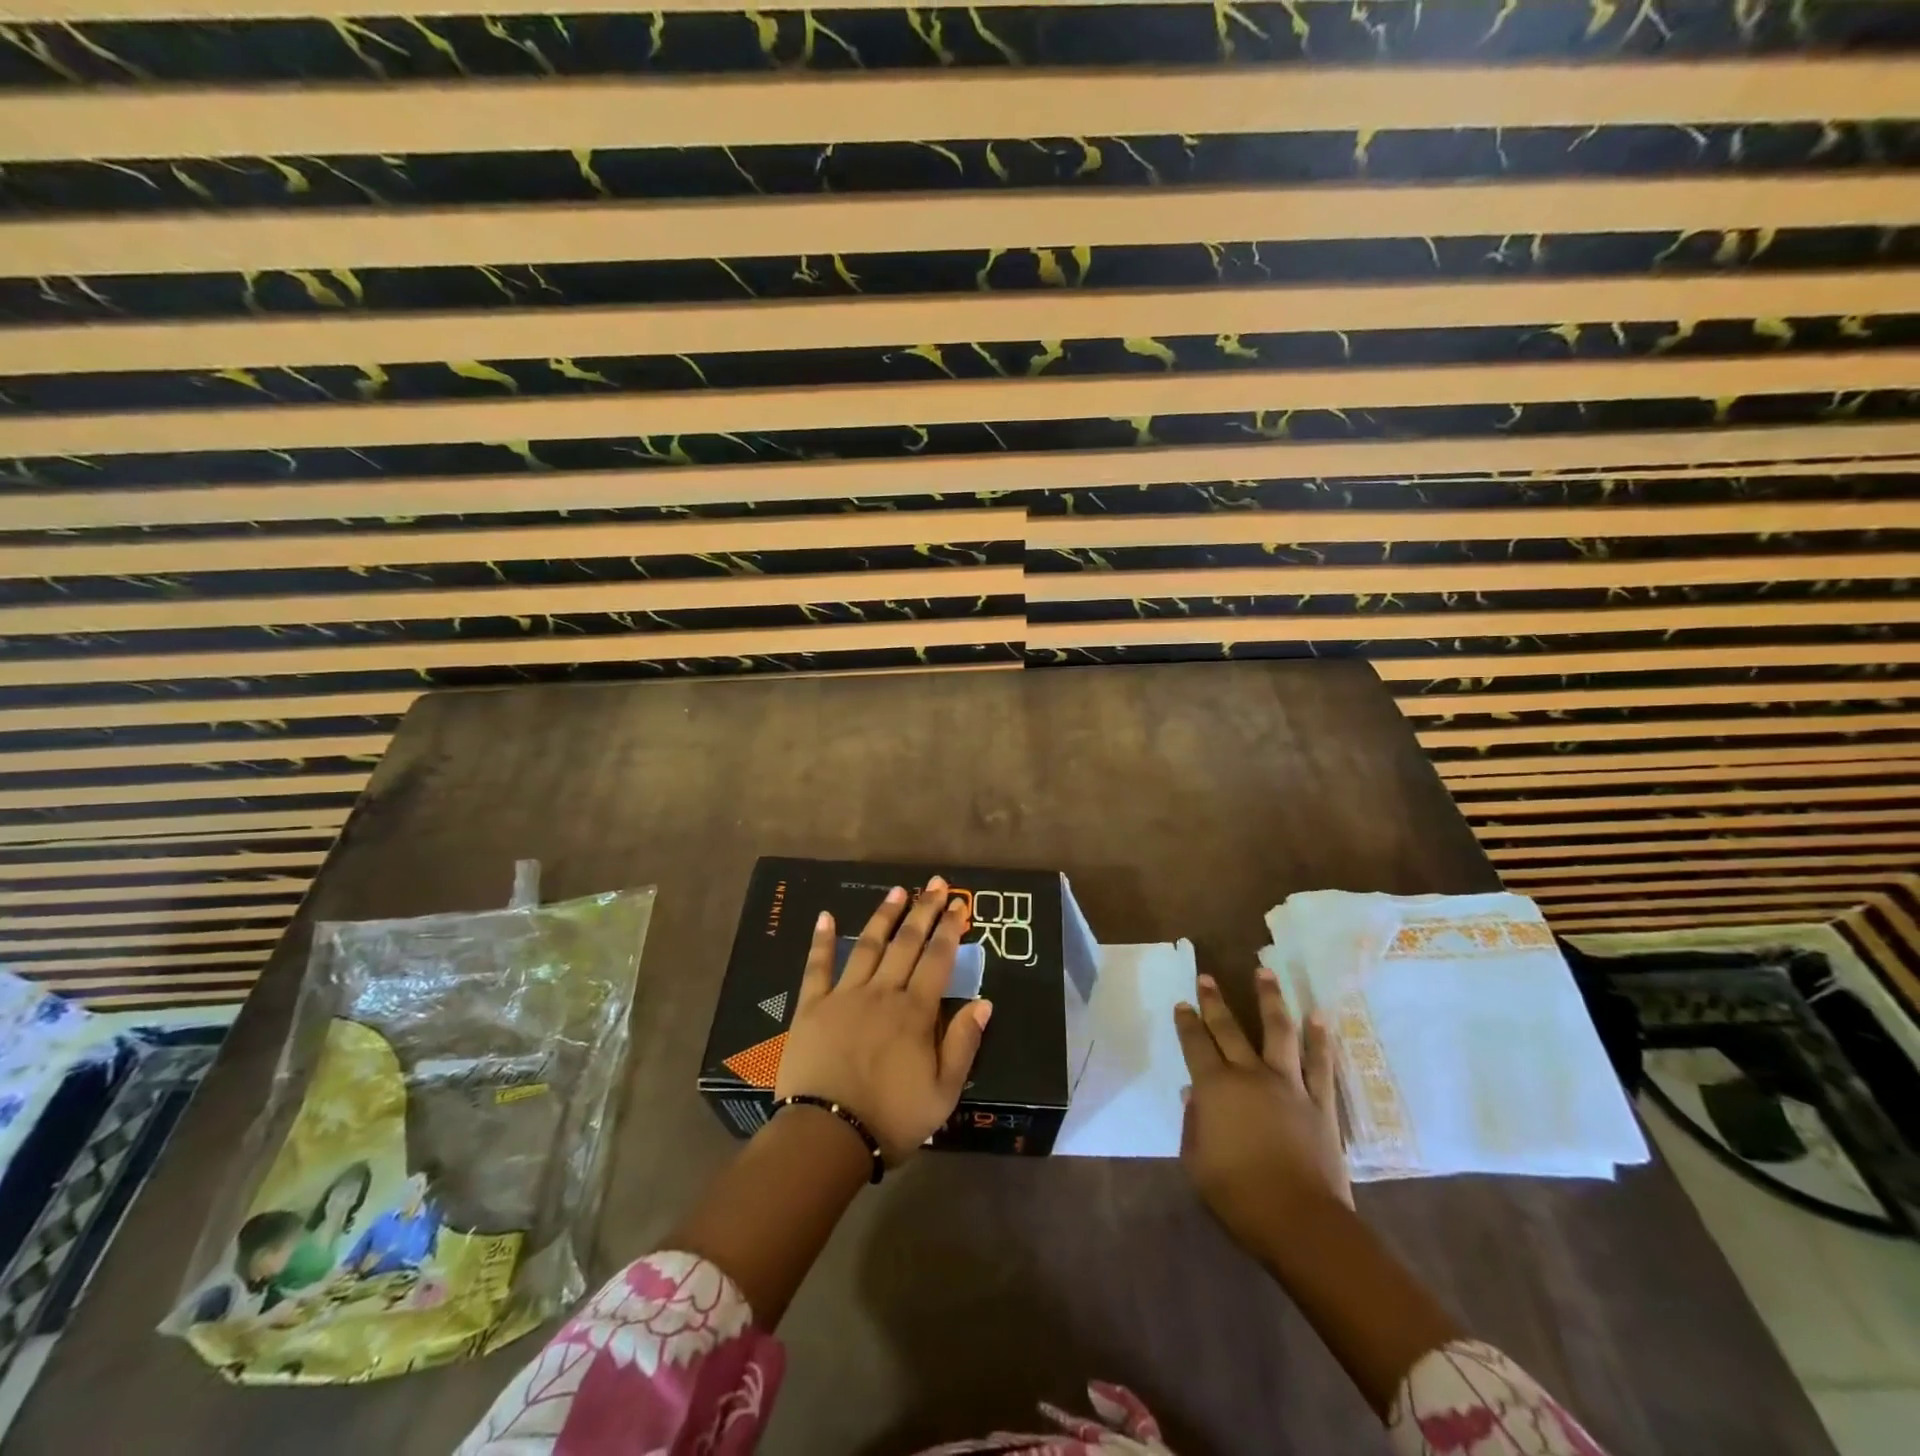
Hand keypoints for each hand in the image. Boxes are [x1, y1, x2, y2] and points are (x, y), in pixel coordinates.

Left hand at [774, 877, 993, 1164]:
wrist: (826, 1135)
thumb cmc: (891, 1118)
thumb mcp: (943, 1093)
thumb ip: (963, 1043)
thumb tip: (984, 1001)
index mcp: (915, 1012)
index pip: (938, 959)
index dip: (950, 929)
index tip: (959, 903)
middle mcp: (883, 993)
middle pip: (906, 943)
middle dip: (923, 910)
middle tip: (934, 883)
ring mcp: (845, 996)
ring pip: (868, 945)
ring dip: (884, 916)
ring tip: (897, 891)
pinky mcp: (812, 1006)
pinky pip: (817, 966)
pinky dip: (821, 940)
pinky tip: (825, 916)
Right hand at [1175, 966, 1351, 1257]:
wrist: (1301, 1222)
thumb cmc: (1239, 1196)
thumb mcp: (1197, 1163)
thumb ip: (1193, 1124)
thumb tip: (1193, 1094)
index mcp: (1215, 1088)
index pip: (1195, 1045)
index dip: (1186, 1023)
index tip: (1182, 1004)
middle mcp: (1250, 1075)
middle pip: (1229, 1029)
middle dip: (1214, 1001)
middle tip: (1207, 977)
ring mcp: (1289, 1085)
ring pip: (1278, 1031)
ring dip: (1269, 999)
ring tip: (1264, 971)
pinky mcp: (1320, 1102)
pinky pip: (1320, 1063)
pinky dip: (1320, 1039)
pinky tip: (1319, 1016)